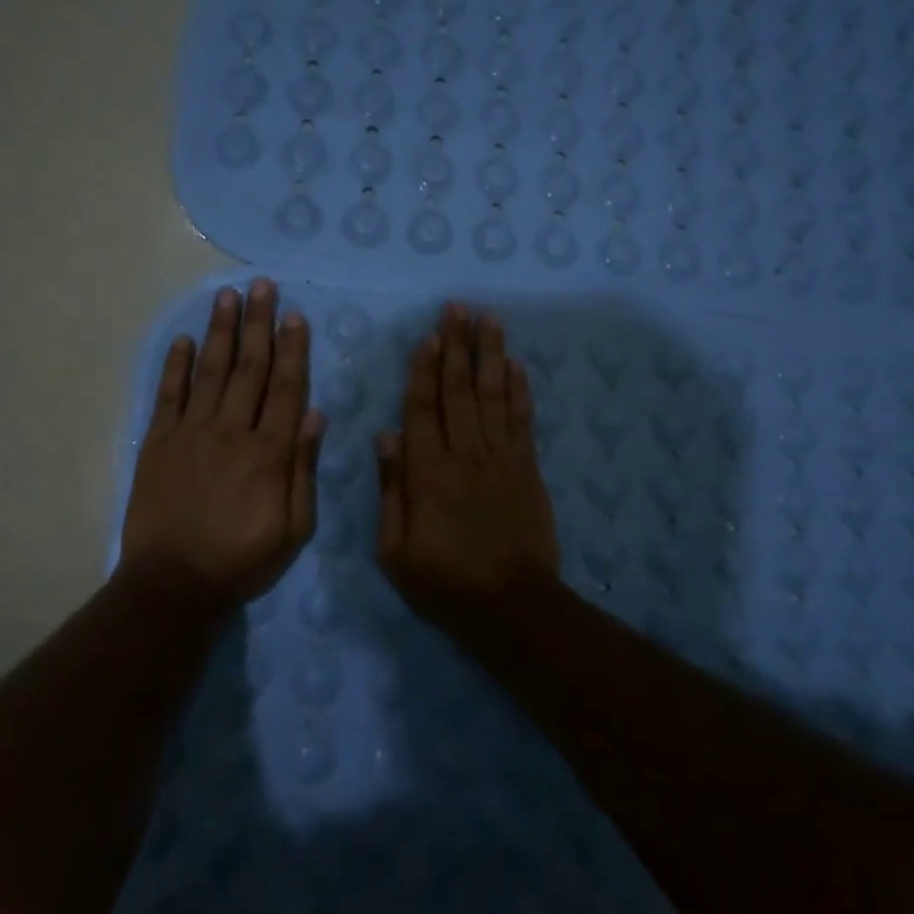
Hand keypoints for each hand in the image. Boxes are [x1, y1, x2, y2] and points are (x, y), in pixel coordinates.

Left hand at [119, 278, 324, 605]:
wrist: (173, 584)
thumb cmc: (242, 559)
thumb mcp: (294, 528)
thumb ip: (304, 468)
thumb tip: (315, 414)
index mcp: (269, 452)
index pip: (285, 388)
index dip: (292, 349)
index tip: (296, 315)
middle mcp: (231, 431)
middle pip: (249, 368)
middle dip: (258, 324)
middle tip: (262, 285)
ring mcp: (191, 433)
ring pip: (211, 371)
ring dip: (221, 332)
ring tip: (227, 296)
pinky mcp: (159, 443)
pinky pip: (169, 395)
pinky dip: (176, 366)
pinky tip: (185, 340)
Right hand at [375, 303, 561, 623]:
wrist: (510, 606)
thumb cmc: (444, 582)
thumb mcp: (395, 550)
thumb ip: (391, 490)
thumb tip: (385, 436)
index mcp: (427, 473)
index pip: (422, 409)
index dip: (424, 370)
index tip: (428, 336)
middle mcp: (465, 454)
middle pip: (459, 390)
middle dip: (457, 346)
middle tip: (458, 307)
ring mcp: (501, 458)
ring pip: (493, 395)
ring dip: (490, 354)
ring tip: (488, 319)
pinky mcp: (528, 468)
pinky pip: (523, 420)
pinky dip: (520, 390)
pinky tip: (516, 363)